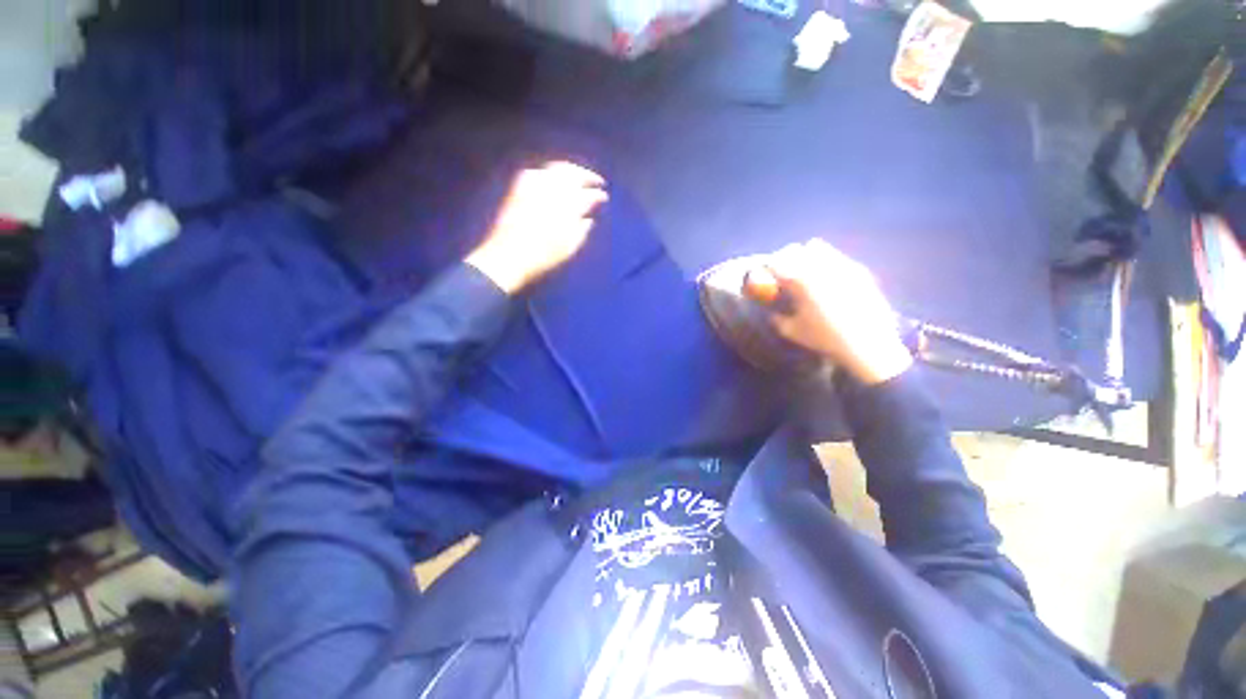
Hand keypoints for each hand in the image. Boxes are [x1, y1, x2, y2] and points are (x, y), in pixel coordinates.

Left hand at [466, 162, 608, 294]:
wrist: (507, 259)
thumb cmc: (542, 259)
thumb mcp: (569, 248)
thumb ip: (582, 229)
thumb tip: (588, 218)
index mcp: (566, 205)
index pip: (588, 194)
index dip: (598, 195)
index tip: (604, 197)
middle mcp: (550, 189)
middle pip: (573, 173)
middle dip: (586, 175)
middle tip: (596, 181)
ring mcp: (532, 185)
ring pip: (556, 168)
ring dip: (570, 171)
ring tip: (578, 178)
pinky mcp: (518, 187)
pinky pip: (539, 172)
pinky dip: (552, 173)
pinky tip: (556, 181)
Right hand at [748, 239, 912, 384]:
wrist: (867, 344)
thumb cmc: (824, 338)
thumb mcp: (792, 331)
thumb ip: (778, 319)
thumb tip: (772, 313)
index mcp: (798, 280)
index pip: (775, 262)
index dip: (767, 268)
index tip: (765, 276)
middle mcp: (819, 266)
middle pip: (795, 250)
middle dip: (785, 258)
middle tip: (783, 273)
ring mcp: (841, 265)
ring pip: (817, 247)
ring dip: (806, 256)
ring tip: (806, 273)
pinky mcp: (859, 270)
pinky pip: (837, 258)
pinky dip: (827, 263)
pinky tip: (829, 281)